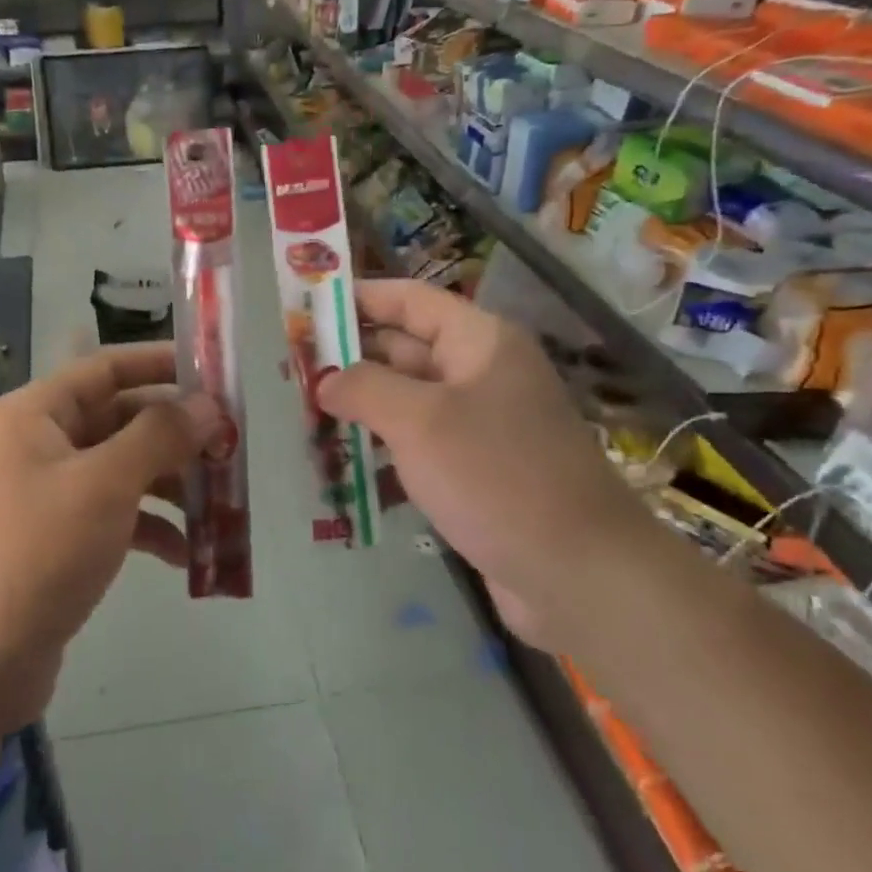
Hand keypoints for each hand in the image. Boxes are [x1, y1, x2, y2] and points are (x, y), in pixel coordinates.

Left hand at [0, 343, 222, 729]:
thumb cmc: (37, 553)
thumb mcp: (105, 483)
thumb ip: (160, 435)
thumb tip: (208, 404)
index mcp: (36, 414)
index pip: (107, 368)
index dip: (162, 364)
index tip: (216, 375)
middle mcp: (38, 444)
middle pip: (120, 420)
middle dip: (177, 434)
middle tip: (232, 447)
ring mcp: (47, 494)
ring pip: (122, 470)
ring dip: (170, 484)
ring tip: (221, 504)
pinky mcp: (56, 540)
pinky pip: (113, 516)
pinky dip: (150, 528)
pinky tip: (187, 555)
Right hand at [317, 281, 652, 645]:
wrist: (579, 574)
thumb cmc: (496, 476)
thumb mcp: (419, 421)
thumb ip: (363, 388)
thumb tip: (325, 380)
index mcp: (479, 342)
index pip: (409, 300)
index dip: (358, 298)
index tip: (306, 307)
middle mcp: (481, 374)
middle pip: (403, 350)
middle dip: (349, 360)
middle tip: (292, 374)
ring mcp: (480, 425)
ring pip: (407, 402)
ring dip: (360, 410)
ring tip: (305, 421)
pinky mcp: (476, 471)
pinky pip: (419, 447)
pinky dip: (382, 454)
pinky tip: (343, 473)